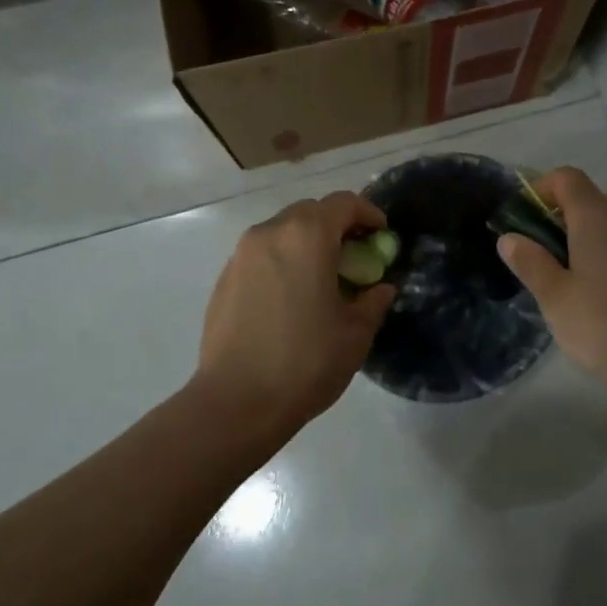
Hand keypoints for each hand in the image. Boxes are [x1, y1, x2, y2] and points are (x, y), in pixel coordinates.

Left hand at [196, 190, 396, 438]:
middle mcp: (271, 232)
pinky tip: (291, 299)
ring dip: (307, 243)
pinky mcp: (224, 278)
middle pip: (311, 211)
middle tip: (354, 257)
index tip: (381, 236)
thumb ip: (373, 300)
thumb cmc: (305, 362)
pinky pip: (262, 255)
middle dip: (337, 226)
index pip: (344, 203)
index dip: (368, 213)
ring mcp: (242, 254)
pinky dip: (283, 261)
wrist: (236, 402)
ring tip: (322, 279)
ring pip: (283, 231)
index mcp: (307, 235)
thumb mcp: (355, 333)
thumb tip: (381, 288)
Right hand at [495, 167, 606, 407]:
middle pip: (585, 201)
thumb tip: (509, 236)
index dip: (539, 188)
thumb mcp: (556, 298)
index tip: (519, 220)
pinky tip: (590, 301)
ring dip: (576, 244)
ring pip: (603, 229)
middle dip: (554, 220)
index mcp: (596, 217)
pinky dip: (599, 262)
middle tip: (532, 258)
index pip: (566, 177)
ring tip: (557, 284)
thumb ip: (530, 263)